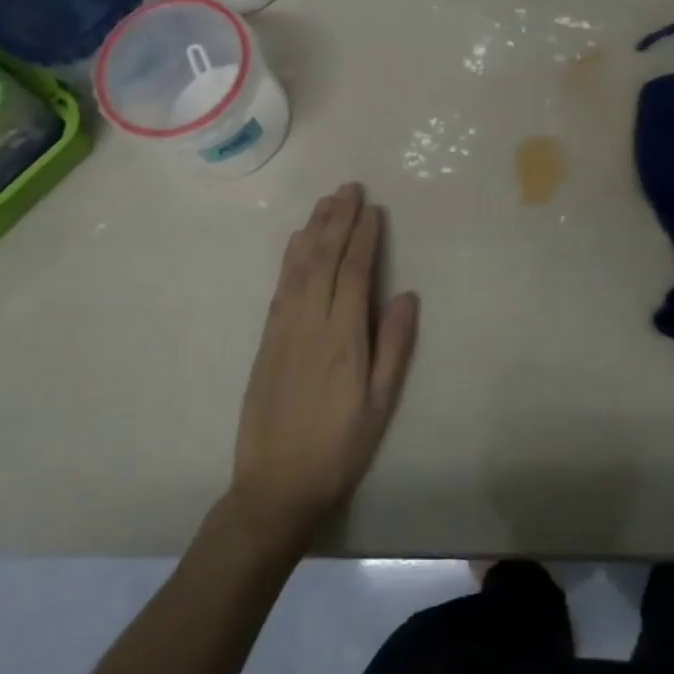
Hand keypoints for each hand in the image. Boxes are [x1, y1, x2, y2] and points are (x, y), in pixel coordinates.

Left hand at [229, 184, 418, 540]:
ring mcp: (283, 328)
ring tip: (327, 201)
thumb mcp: (380, 404)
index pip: (354, 273)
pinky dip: (291, 256)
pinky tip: (298, 241)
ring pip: (299, 266)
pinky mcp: (266, 339)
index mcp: (343, 338)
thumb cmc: (339, 447)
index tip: (373, 209)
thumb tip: (406, 295)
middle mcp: (310, 323)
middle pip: (324, 258)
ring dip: (314, 229)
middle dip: (338, 220)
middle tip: (350, 187)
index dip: (364, 237)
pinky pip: (280, 285)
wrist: (274, 486)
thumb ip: (394, 346)